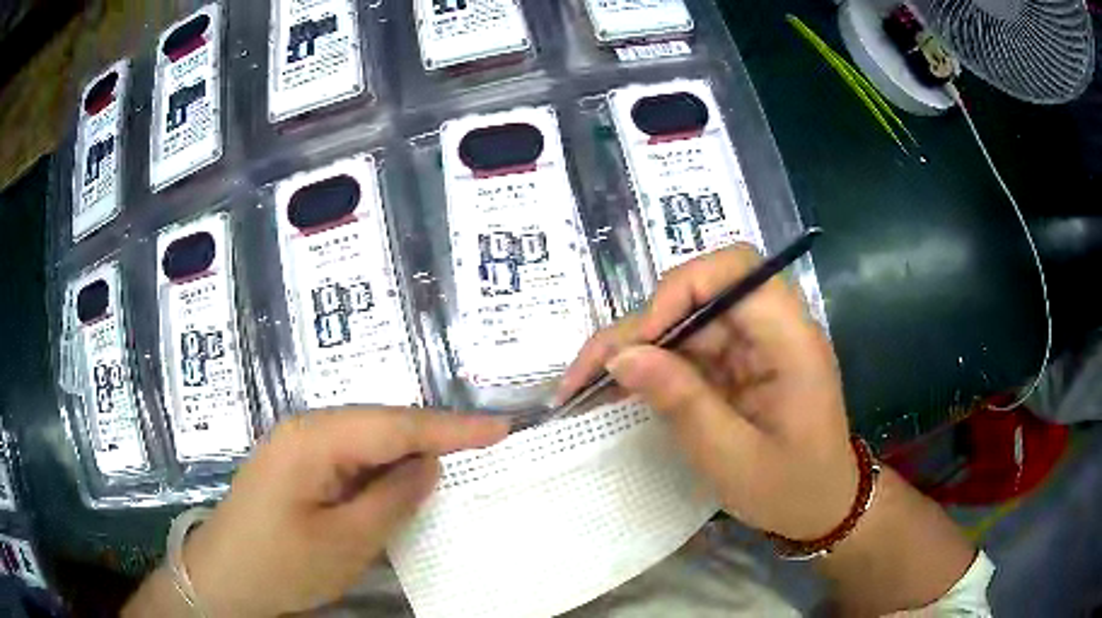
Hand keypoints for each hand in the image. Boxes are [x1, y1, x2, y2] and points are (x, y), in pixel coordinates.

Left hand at [176, 408, 507, 616]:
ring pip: (365, 442)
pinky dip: (381, 471)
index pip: (395, 425)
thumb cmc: (281, 565)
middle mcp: (305, 430)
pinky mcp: (296, 468)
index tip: (500, 427)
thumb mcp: (346, 542)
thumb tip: (430, 465)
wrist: (224, 581)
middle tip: (485, 444)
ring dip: (407, 454)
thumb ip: (392, 499)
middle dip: (432, 436)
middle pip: (380, 425)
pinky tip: (402, 482)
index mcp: (314, 439)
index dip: (451, 428)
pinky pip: (349, 460)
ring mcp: (297, 448)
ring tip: (457, 460)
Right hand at [557, 245, 856, 539]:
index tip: (642, 341)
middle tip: (590, 372)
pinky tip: (618, 389)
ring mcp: (753, 346)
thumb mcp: (734, 459)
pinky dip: (651, 367)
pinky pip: (688, 350)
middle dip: (641, 328)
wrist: (822, 508)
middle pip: (699, 294)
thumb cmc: (791, 490)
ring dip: (637, 348)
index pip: (736, 272)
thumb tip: (622, 357)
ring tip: (587, 383)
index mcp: (791, 341)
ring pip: (685, 322)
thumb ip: (682, 404)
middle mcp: (772, 329)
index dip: (682, 290)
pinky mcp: (738, 365)